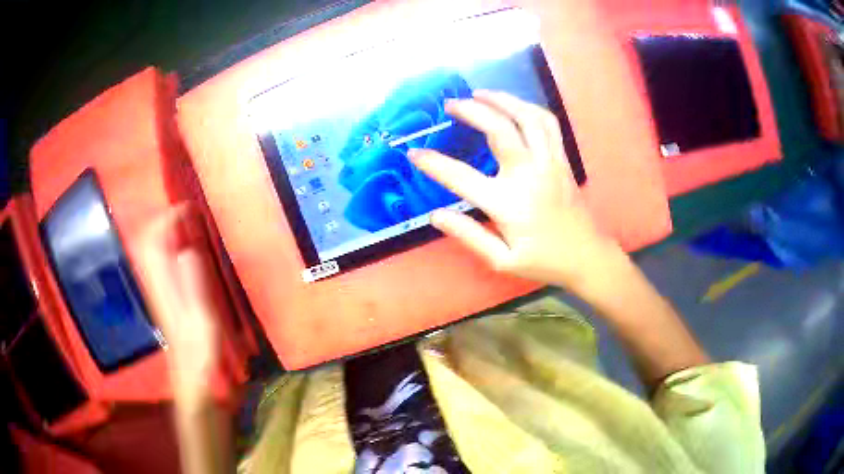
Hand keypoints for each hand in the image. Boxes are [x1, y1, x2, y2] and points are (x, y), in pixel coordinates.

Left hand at [133, 205, 219, 400]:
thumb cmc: (200, 350)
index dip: (167, 220)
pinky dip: (166, 247)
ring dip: (164, 231)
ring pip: (150, 249)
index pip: (153, 241)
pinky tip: (181, 248)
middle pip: (147, 240)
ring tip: (184, 223)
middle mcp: (154, 282)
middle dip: (163, 220)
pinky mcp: (161, 295)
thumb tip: (188, 250)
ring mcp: (156, 288)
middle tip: (185, 214)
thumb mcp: (203, 319)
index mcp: (162, 285)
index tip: (187, 210)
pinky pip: (157, 261)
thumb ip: (194, 284)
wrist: (191, 375)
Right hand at [409, 90, 624, 292]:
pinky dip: (529, 108)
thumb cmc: (543, 262)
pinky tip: (515, 106)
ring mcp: (549, 163)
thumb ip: (469, 236)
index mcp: (508, 204)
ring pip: (527, 118)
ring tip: (480, 93)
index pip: (461, 177)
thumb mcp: (502, 261)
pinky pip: (548, 124)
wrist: (586, 257)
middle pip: (499, 129)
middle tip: (451, 105)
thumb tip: (436, 215)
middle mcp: (529, 175)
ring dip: (502, 100)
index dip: (434, 164)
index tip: (415, 154)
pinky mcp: (562, 159)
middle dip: (472, 111)